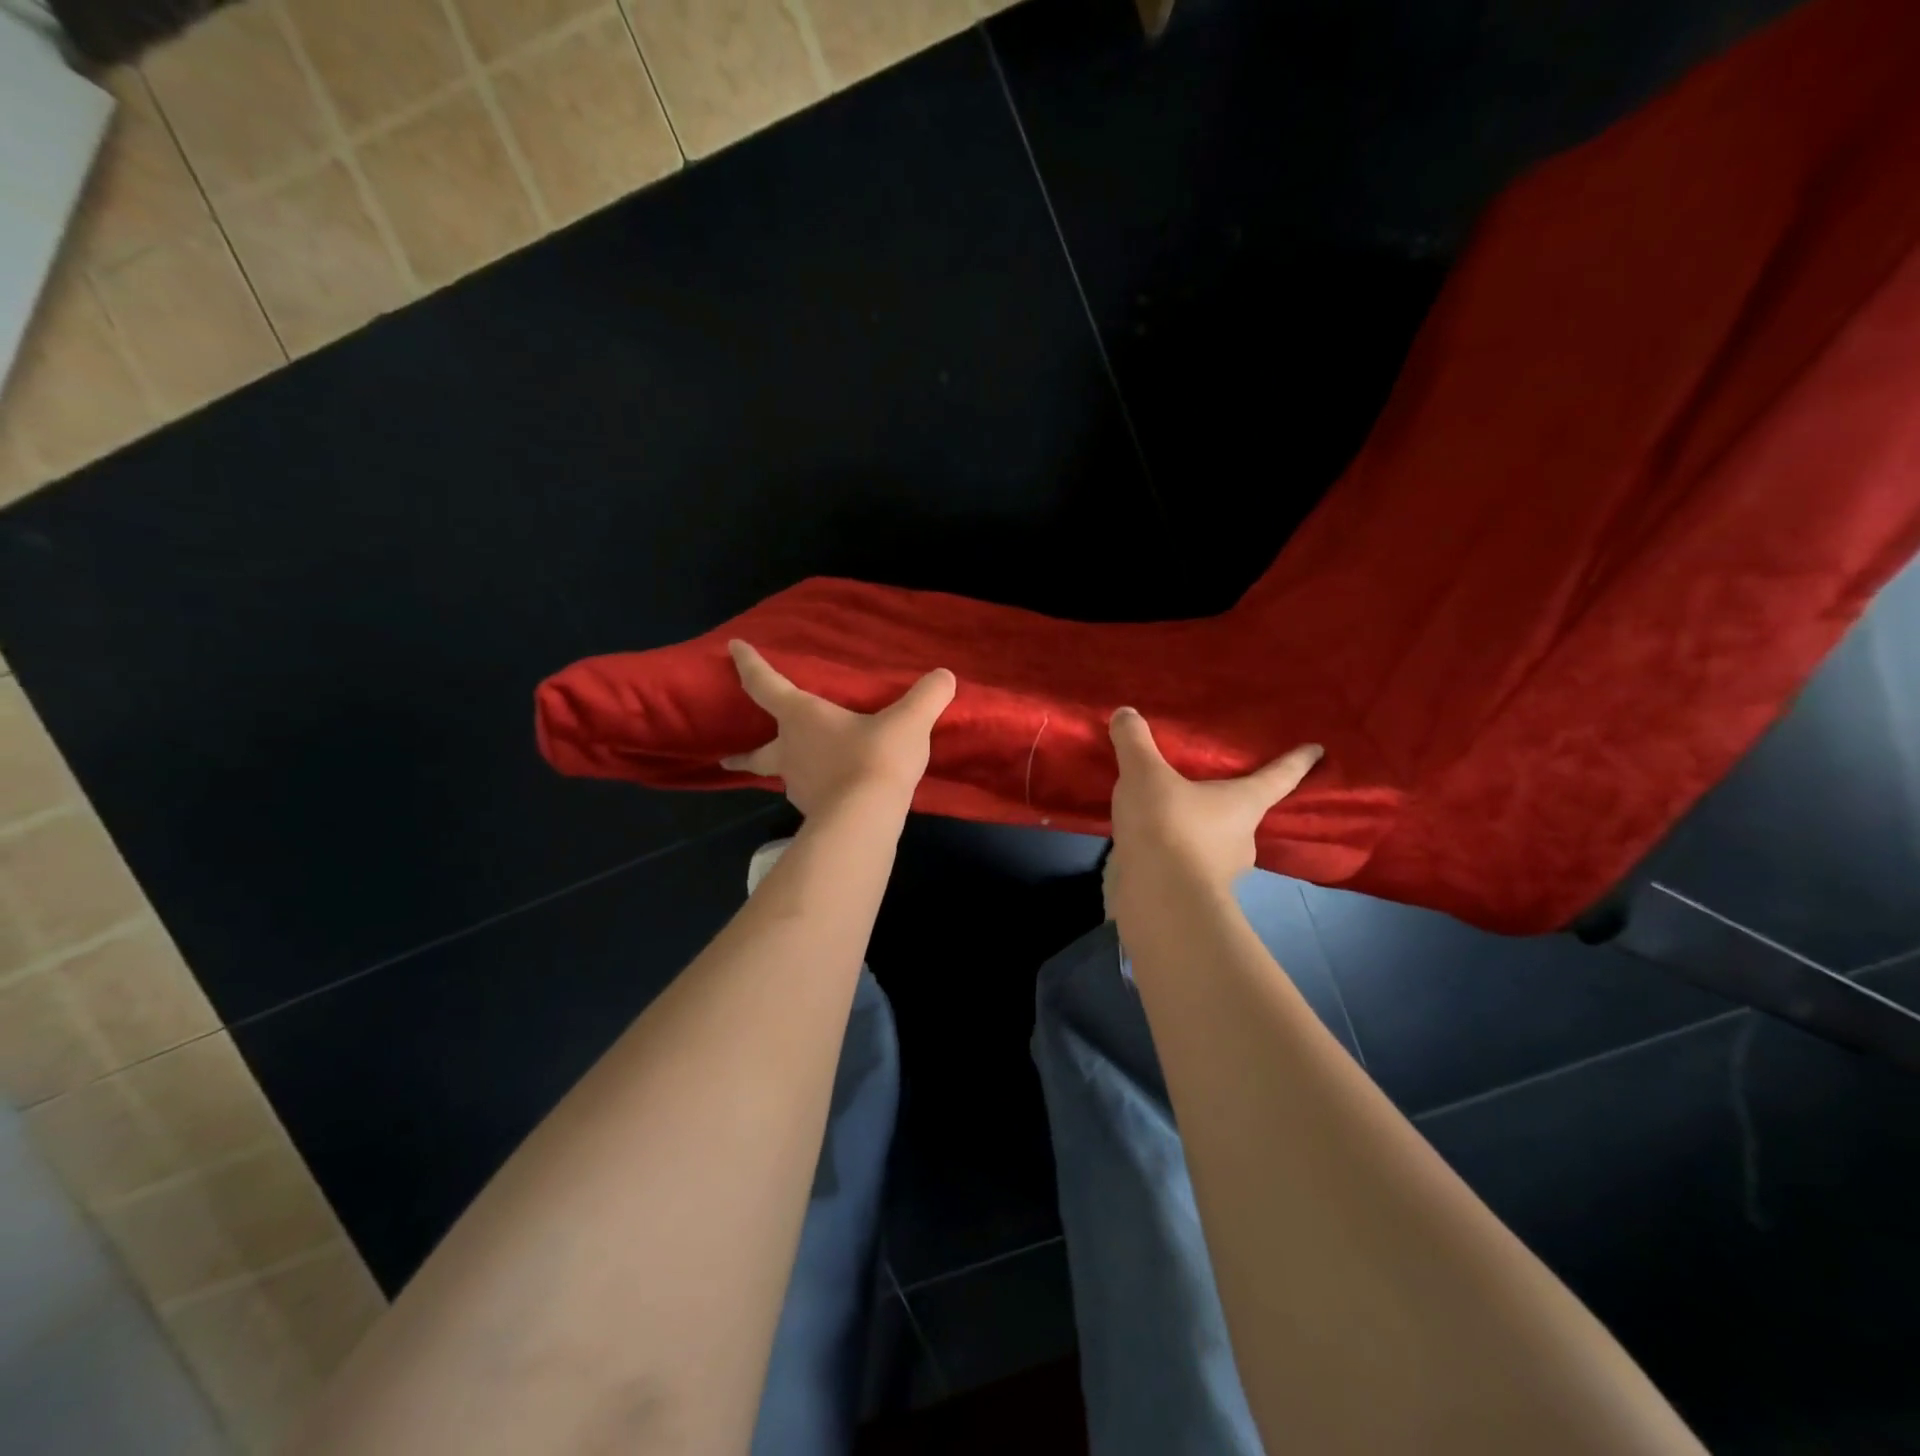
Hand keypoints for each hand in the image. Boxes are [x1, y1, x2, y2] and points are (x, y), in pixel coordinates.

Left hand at [721, 640, 956, 817]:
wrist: (865, 820)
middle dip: (742, 753)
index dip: (748, 664)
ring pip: (785, 776)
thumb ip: (927, 696)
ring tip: (805, 770)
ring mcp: (798, 786)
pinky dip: (818, 791)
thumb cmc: (876, 758)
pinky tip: (835, 794)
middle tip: (728, 756)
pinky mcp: (812, 813)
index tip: (733, 648)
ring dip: (789, 771)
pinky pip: (812, 796)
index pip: (765, 684)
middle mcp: (790, 750)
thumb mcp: (909, 721)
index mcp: (801, 717)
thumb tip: (945, 676)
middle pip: (758, 752)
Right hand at [1106, 706, 1322, 913]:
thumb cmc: (1168, 827)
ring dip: (1195, 831)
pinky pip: (1184, 864)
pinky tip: (1146, 846)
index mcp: (1244, 804)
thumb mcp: (1144, 775)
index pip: (1278, 777)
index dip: (1296, 762)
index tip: (1318, 750)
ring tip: (1164, 816)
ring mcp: (1220, 872)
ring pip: (1212, 843)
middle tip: (1206, 787)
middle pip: (1242, 814)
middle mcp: (1241, 838)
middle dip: (1227, 802)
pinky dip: (1171, 855)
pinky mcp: (1193, 894)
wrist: (1158, 899)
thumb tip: (1126, 713)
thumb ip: (1135, 743)